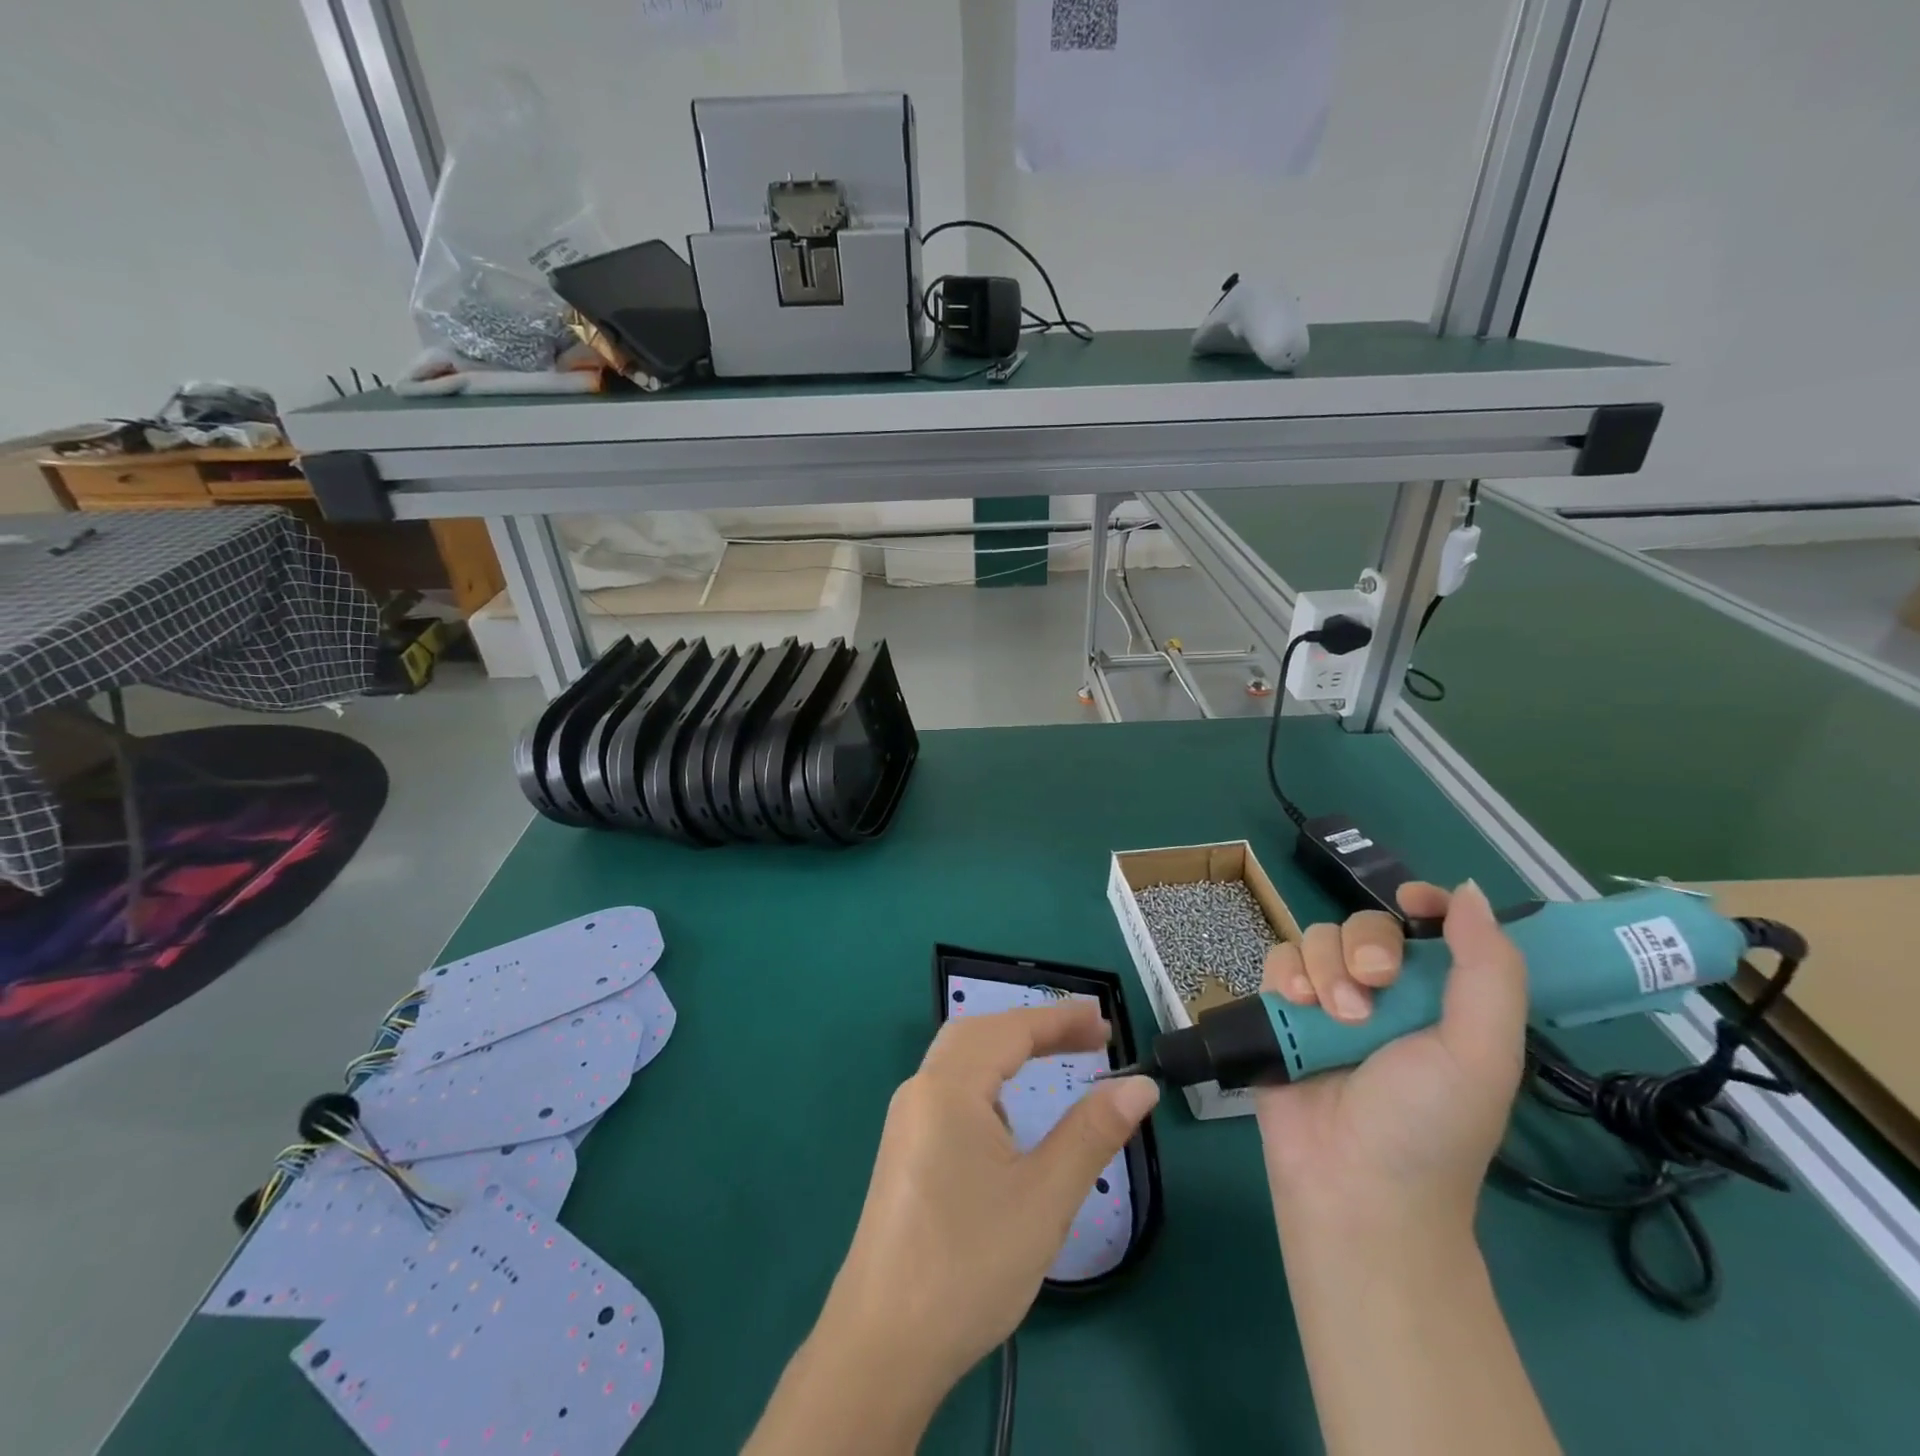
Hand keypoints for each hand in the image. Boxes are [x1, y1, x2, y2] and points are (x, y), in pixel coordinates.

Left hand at [821, 1001, 1158, 1394]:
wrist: (882, 1346)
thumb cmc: (968, 1265)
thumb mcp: (1044, 1197)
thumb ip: (1092, 1132)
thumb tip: (1139, 1085)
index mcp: (948, 1086)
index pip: (1011, 1029)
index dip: (1061, 1020)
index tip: (1106, 1022)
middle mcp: (921, 1090)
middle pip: (980, 1032)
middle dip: (1035, 1027)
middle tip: (1088, 1037)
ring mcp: (907, 1120)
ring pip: (961, 1059)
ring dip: (1009, 1049)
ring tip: (1056, 1060)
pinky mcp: (905, 1150)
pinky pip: (950, 1089)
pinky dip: (988, 1079)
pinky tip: (1010, 1116)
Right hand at [1255, 881, 1527, 1236]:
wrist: (1353, 1186)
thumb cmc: (1430, 1125)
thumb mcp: (1482, 1053)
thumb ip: (1488, 970)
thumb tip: (1466, 890)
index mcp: (1439, 1000)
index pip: (1430, 928)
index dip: (1423, 903)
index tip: (1412, 901)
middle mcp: (1383, 993)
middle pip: (1364, 924)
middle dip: (1365, 947)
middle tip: (1373, 988)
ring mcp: (1327, 1001)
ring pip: (1316, 938)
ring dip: (1324, 968)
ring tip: (1332, 1017)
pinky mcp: (1281, 1012)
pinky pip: (1276, 959)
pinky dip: (1285, 974)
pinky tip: (1295, 1005)